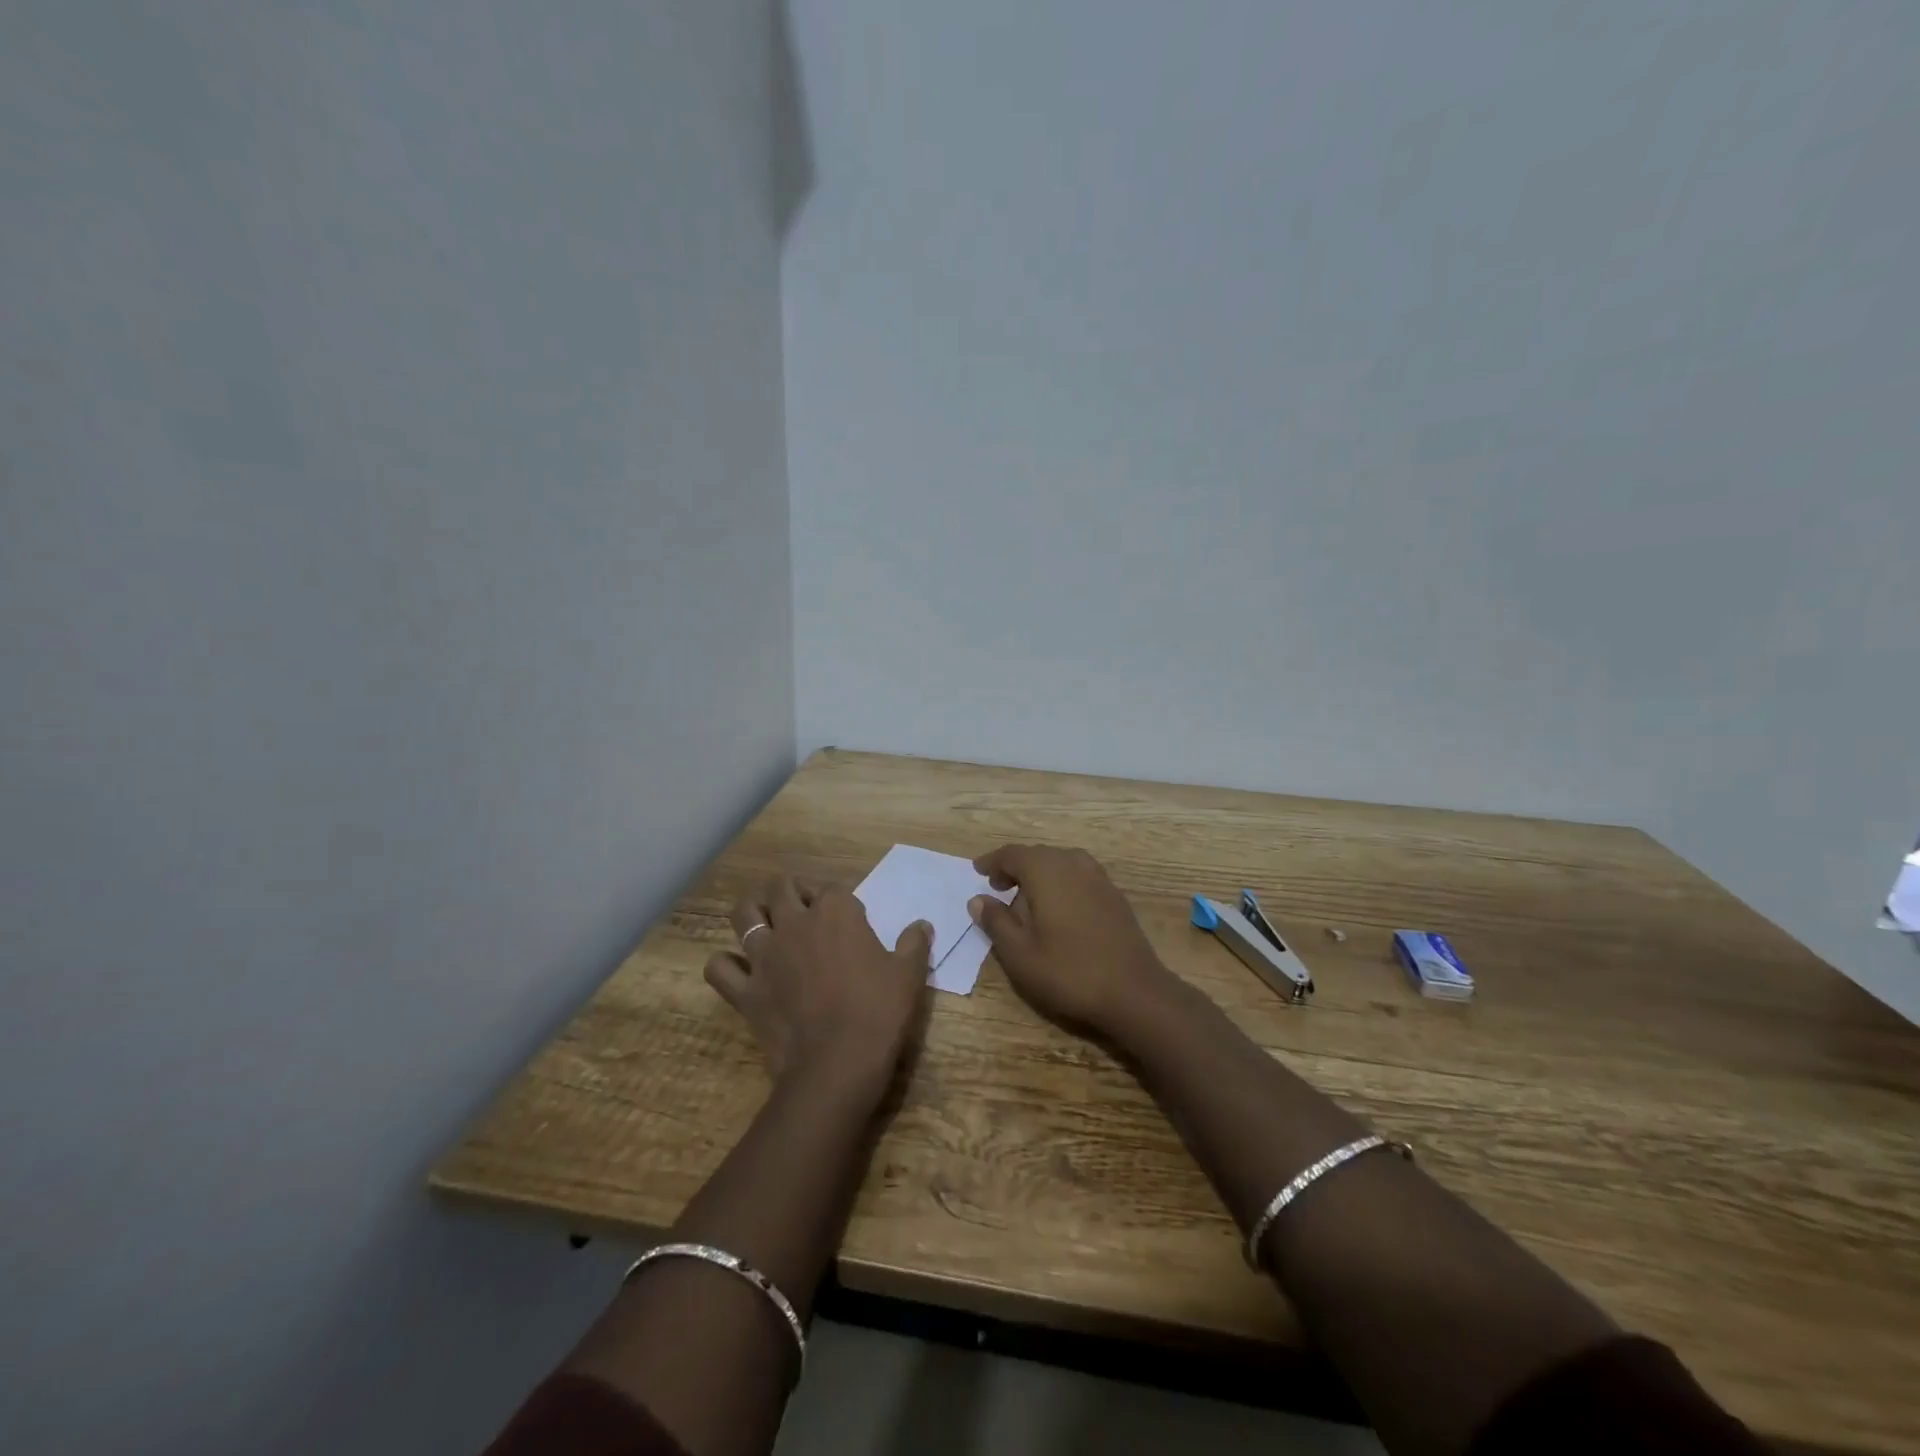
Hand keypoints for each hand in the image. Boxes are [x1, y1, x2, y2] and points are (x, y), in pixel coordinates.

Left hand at [705, 875, 933, 1099]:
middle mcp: (795, 923)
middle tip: (804, 911)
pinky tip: (740, 971)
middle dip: (791, 892)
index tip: (850, 920)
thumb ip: (914, 944)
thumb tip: (922, 924)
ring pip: (744, 914)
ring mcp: (764, 955)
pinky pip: (719, 967)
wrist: (837, 1066)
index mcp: (836, 913)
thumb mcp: (909, 976)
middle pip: (782, 888)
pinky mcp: (745, 989)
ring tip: (765, 924)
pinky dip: (726, 965)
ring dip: (753, 913)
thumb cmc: (879, 1014)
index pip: (833, 889)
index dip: (840, 901)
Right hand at [968, 845, 1175, 1037]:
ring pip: (1060, 863)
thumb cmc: (1068, 971)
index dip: (992, 862)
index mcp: (1046, 870)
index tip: (978, 871)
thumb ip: (996, 921)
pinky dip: (1061, 882)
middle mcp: (1072, 863)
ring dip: (1039, 874)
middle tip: (998, 887)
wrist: (1133, 991)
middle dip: (1015, 867)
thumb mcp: (1019, 953)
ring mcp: (1098, 877)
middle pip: (1037, 854)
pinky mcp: (1114, 894)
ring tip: (1026, 897)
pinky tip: (1058, 908)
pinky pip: (1078, 876)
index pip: (1012, 854)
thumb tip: (978, 899)